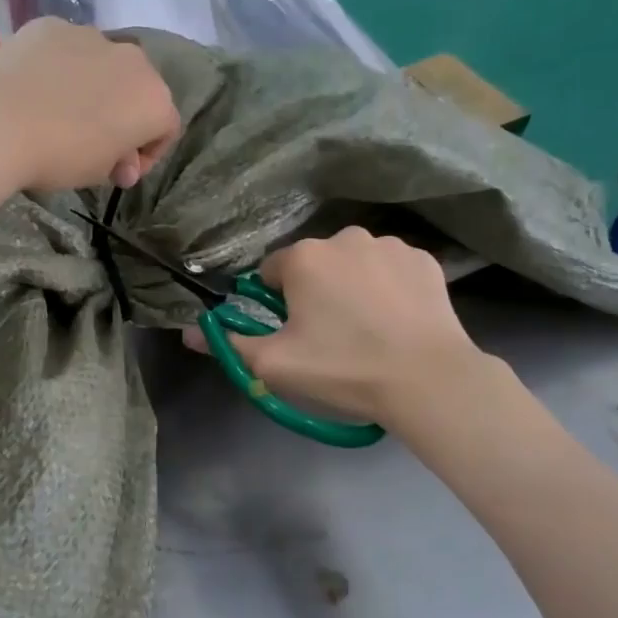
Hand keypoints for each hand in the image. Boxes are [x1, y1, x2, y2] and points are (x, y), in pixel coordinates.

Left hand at [0, 19, 181, 191]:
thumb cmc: (60, 155)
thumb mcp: (98, 173)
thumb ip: (119, 163)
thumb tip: (122, 163)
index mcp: (153, 99)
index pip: (166, 129)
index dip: (147, 154)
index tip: (121, 172)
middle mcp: (132, 59)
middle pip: (137, 89)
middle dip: (123, 115)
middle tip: (94, 144)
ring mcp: (91, 35)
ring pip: (102, 65)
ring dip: (92, 88)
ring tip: (60, 113)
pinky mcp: (51, 25)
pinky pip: (65, 50)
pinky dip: (59, 68)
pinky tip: (34, 90)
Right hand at [189, 229, 487, 423]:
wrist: (428, 380)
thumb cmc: (342, 368)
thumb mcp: (274, 365)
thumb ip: (228, 344)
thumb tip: (189, 334)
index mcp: (304, 258)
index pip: (271, 273)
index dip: (275, 304)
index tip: (292, 333)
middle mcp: (345, 238)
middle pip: (313, 265)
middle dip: (313, 292)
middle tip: (329, 336)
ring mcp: (389, 245)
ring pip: (352, 264)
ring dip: (350, 287)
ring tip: (367, 330)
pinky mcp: (424, 260)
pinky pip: (389, 270)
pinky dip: (387, 288)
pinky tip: (396, 321)